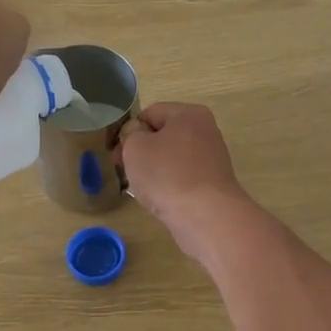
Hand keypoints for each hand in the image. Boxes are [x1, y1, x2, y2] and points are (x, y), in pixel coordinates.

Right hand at [119, 103, 257, 261]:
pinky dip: (169, 185)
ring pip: (171, 158)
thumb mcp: (135, 147)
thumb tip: (137, 135)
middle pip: (162, 136)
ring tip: (142, 189)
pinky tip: (161, 200)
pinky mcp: (213, 183)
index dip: (129, 132)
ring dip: (154, 170)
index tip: (117, 154)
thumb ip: (130, 134)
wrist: (205, 216)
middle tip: (125, 171)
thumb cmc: (167, 175)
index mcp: (189, 114)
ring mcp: (212, 158)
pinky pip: (183, 177)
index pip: (150, 114)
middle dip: (141, 152)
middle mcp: (205, 131)